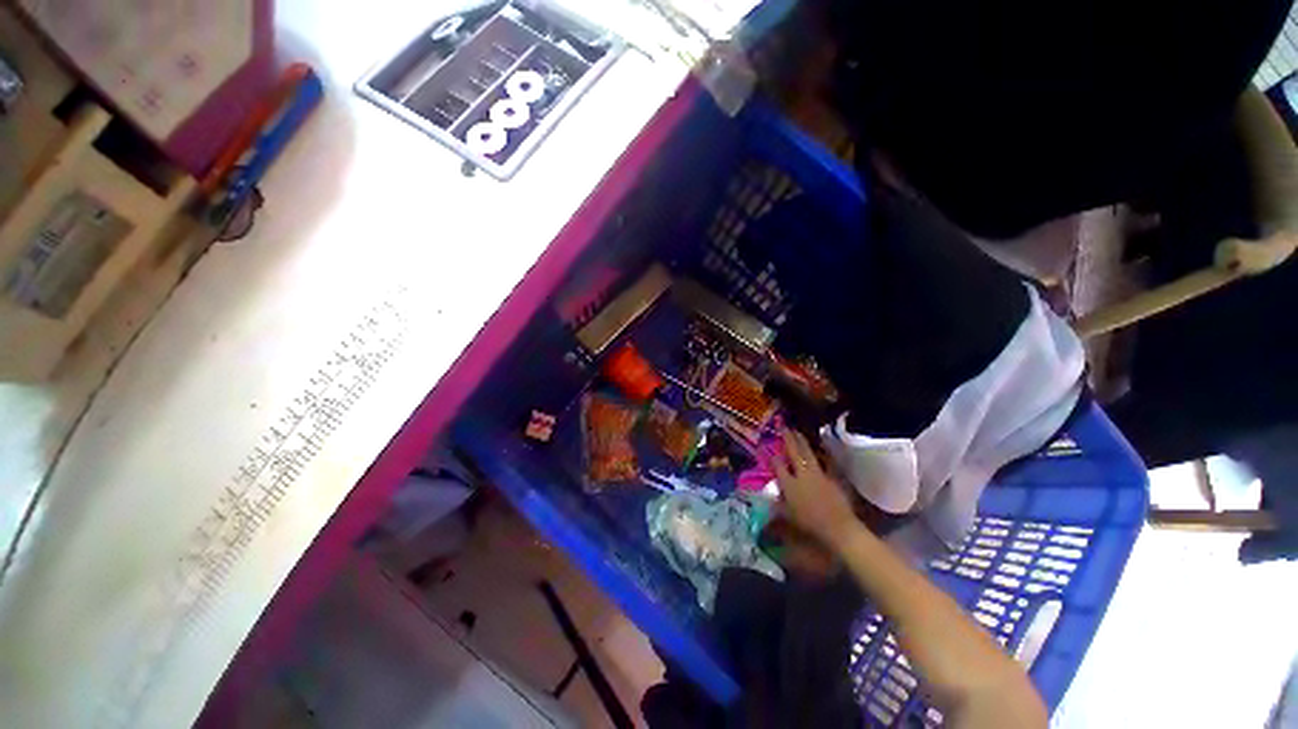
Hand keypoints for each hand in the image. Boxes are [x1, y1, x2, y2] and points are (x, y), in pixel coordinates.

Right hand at [772, 428, 859, 548]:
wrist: (838, 527)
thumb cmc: (809, 524)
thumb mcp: (788, 516)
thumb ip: (777, 504)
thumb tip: (769, 497)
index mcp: (788, 484)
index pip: (778, 465)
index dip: (773, 456)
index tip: (768, 449)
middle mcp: (801, 474)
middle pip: (793, 453)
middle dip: (788, 439)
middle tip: (784, 427)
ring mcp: (817, 474)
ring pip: (807, 453)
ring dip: (802, 441)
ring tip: (797, 432)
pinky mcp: (831, 477)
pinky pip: (824, 461)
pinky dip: (821, 454)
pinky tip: (820, 449)